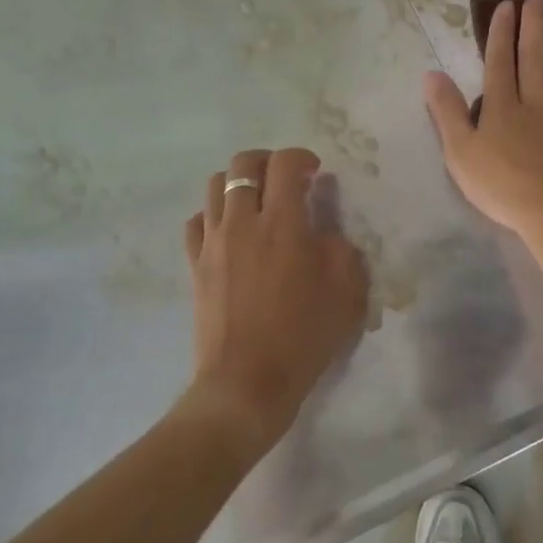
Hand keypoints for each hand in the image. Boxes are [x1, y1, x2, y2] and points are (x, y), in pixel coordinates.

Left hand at [181, 148, 369, 457]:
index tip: (315, 172)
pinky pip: (198, 221)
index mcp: (282, 223)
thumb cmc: (303, 336)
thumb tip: (324, 229)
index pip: (285, 164)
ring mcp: (213, 243)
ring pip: (215, 185)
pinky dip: (215, 214)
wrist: (246, 384)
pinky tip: (231, 231)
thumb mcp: (347, 290)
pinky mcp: (195, 265)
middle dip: (268, 161)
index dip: (302, 157)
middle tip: (287, 179)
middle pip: (244, 164)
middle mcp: (242, 222)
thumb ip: (341, 247)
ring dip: (240, 183)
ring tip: (258, 202)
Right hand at [423, 0, 542, 245]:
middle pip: (537, 55)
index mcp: (504, 105)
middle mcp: (539, 102)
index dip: (501, 31)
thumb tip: (431, 73)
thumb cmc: (501, 186)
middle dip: (536, 22)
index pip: (500, 60)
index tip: (507, 4)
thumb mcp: (459, 152)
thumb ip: (446, 111)